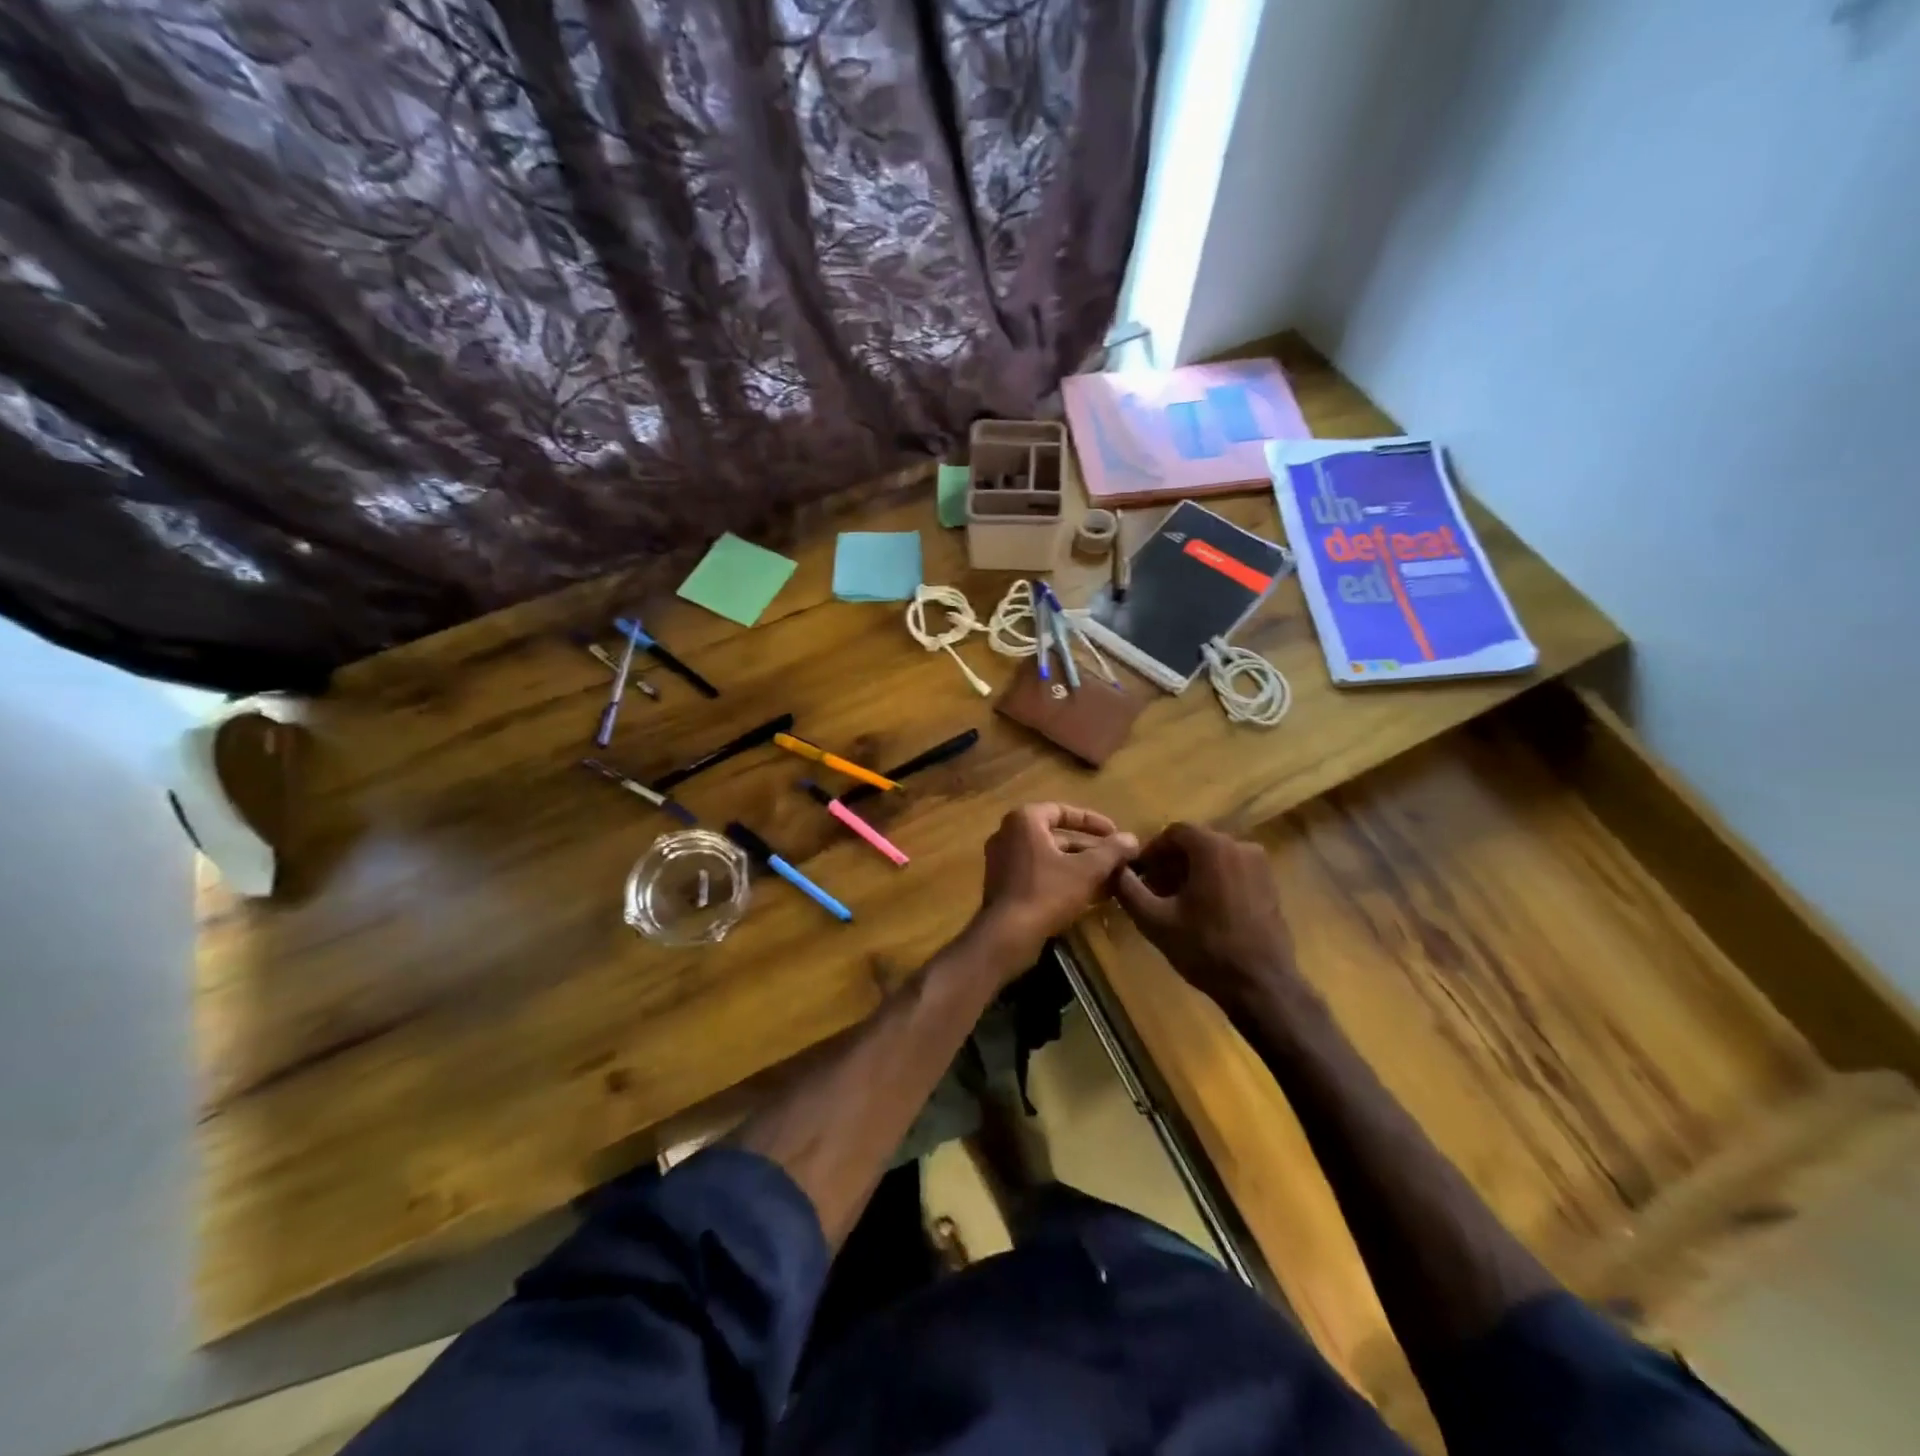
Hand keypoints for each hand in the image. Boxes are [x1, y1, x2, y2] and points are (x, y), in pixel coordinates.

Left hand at [972, 803, 1139, 973]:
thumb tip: (1132, 839)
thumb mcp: (1087, 870)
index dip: (1093, 821)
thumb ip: (1111, 851)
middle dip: (1089, 848)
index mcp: (1024, 820)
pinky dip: (1062, 878)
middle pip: (1057, 836)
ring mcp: (1002, 860)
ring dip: (1079, 866)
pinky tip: (1089, 895)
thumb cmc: (1047, 892)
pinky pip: (1038, 873)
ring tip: (1110, 878)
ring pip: (1049, 857)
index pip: (1063, 811)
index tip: (1115, 833)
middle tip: (1116, 859)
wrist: (1008, 935)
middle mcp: (1008, 834)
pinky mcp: (1003, 884)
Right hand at [1113, 822, 1303, 1015]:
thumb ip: (1129, 889)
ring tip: (1174, 902)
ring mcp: (1260, 866)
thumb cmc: (1205, 948)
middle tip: (1153, 889)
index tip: (1139, 874)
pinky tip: (1202, 910)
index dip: (1152, 850)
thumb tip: (1115, 869)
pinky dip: (1213, 880)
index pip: (1174, 832)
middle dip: (1170, 862)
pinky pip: (1233, 871)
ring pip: (1215, 857)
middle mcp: (1240, 847)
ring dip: (1191, 872)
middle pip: (1196, 843)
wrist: (1261, 985)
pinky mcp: (1270, 885)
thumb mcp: (1155, 920)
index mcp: (1213, 847)